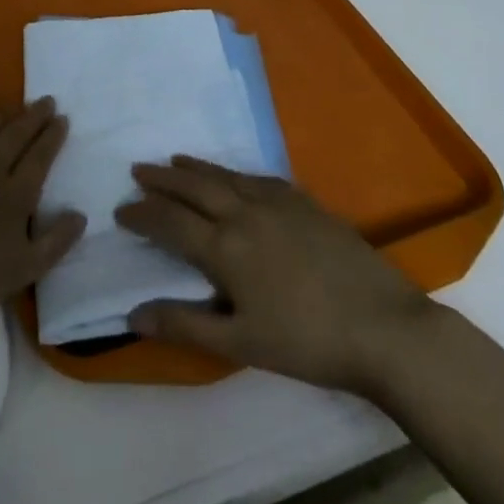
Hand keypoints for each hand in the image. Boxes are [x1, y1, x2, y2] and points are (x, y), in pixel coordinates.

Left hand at [0, 98, 85, 319]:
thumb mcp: (22, 270)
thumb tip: (80, 215)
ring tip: (16, 104)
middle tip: (46, 100)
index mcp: (15, 197)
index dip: (51, 138)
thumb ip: (55, 243)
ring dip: (3, 115)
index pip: (39, 160)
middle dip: (34, 118)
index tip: (62, 118)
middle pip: (16, 138)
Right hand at [115, 156, 431, 392]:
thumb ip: (185, 325)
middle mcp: (244, 213)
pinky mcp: (304, 202)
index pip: (170, 222)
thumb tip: (132, 314)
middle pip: (193, 187)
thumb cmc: (307, 342)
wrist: (382, 326)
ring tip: (174, 161)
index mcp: (225, 248)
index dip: (142, 214)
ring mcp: (277, 202)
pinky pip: (258, 177)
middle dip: (162, 179)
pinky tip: (234, 176)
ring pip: (225, 176)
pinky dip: (234, 173)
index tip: (121, 210)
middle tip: (138, 170)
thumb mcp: (240, 343)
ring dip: (195, 168)